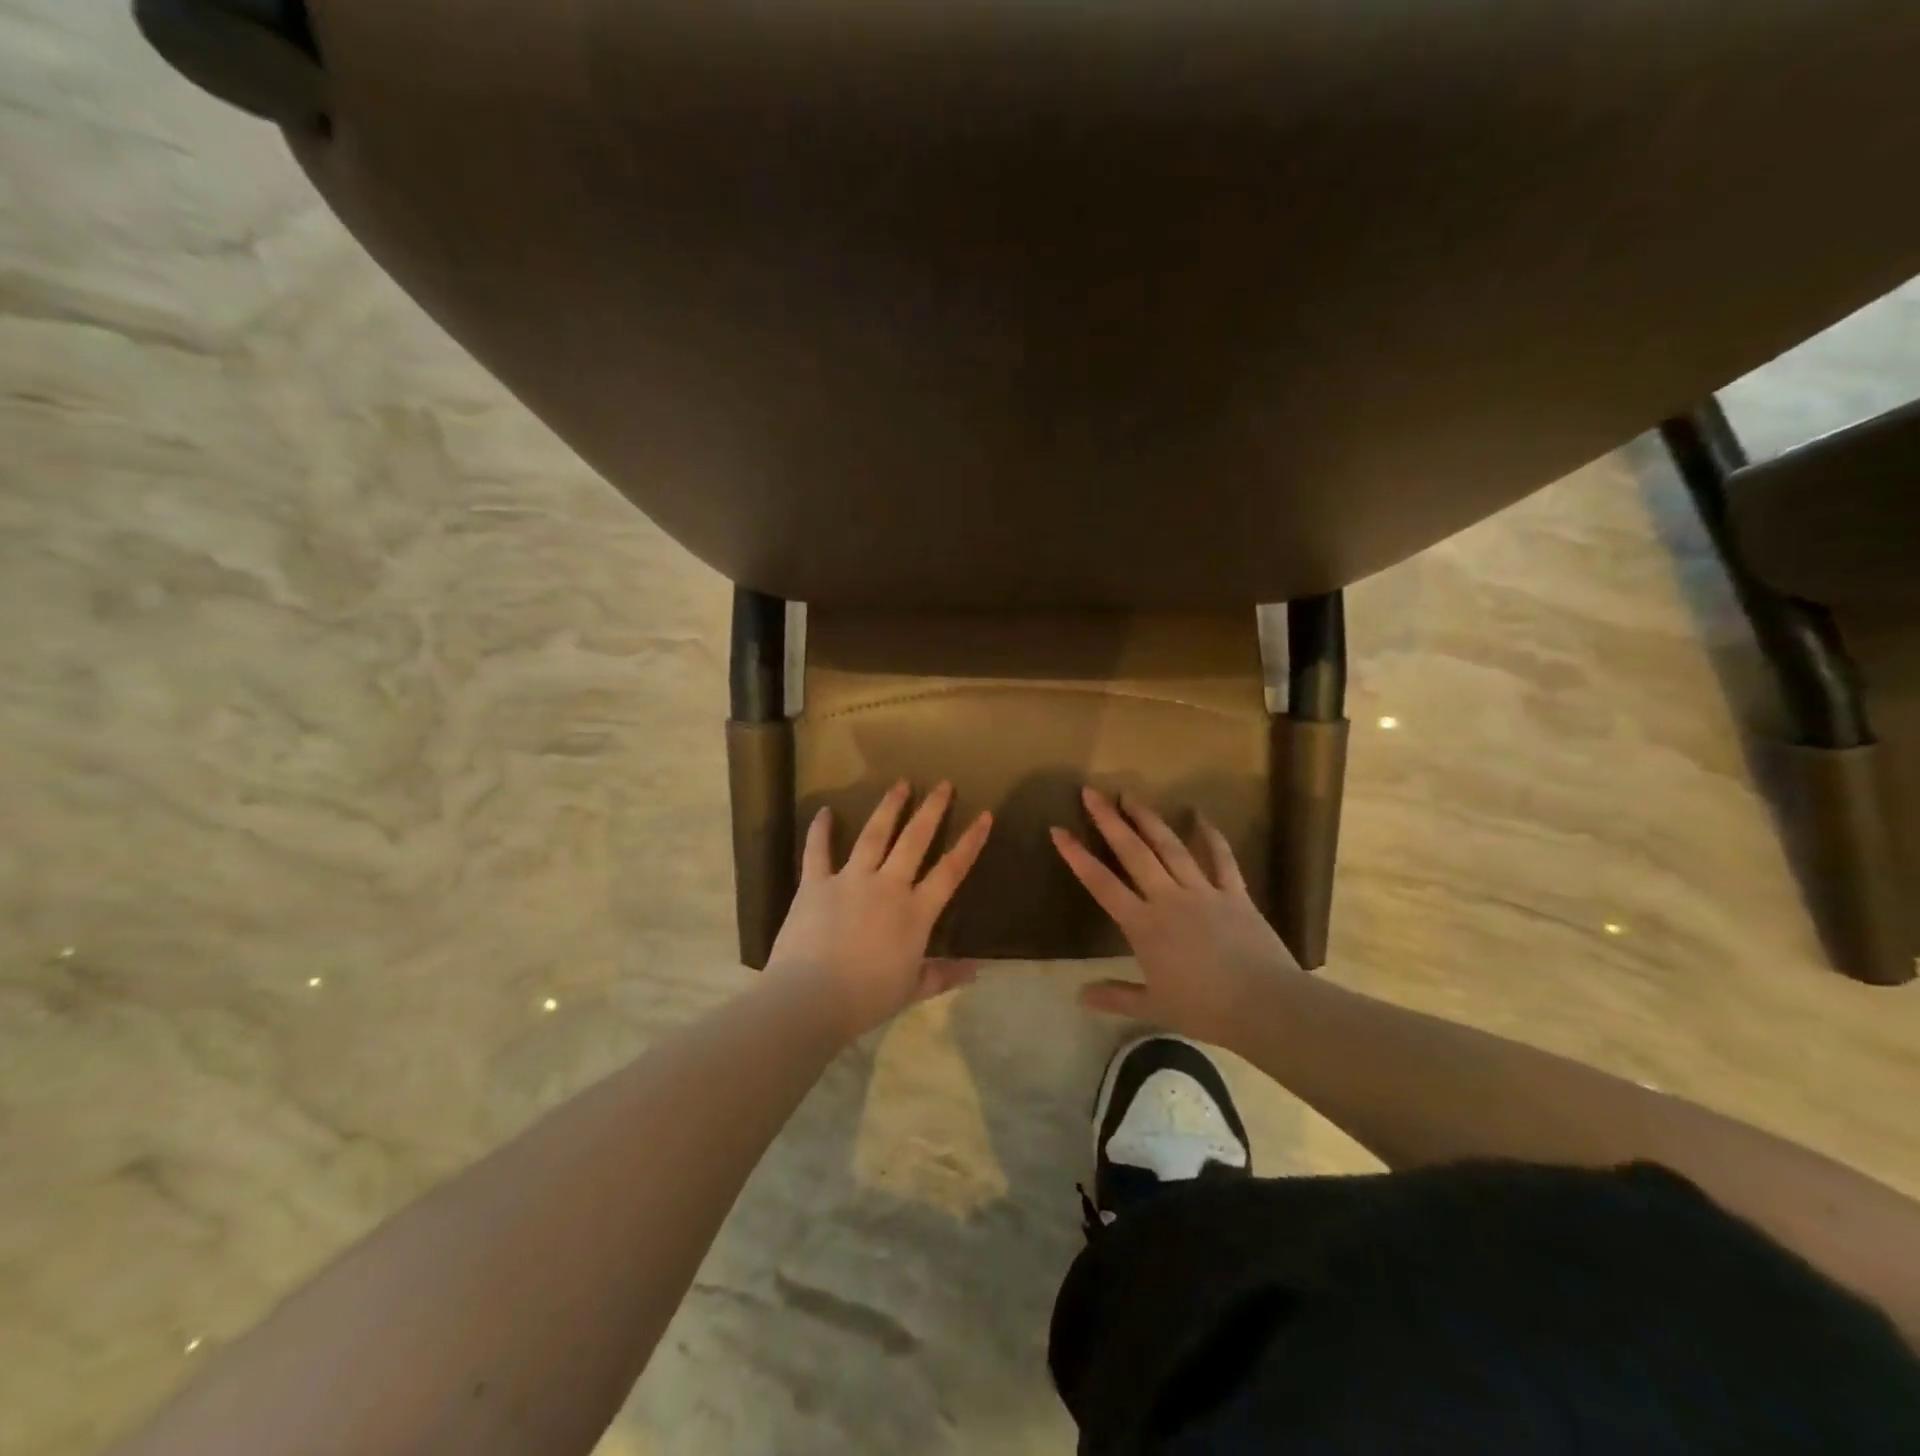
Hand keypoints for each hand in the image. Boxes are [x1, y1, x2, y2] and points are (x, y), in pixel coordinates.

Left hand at [768, 781, 993, 1040]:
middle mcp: (887, 886)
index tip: (984, 816)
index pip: (951, 871)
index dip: (970, 842)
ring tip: (900, 784)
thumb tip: (978, 970)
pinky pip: (818, 851)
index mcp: (915, 913)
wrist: (811, 998)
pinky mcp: (816, 884)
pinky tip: (825, 811)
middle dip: (931, 810)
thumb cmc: (866, 998)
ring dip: (889, 808)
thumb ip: (943, 975)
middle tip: (943, 784)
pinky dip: (820, 830)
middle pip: (915, 840)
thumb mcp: (911, 990)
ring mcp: (850, 880)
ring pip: (874, 835)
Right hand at [1051, 787, 1300, 1047]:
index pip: (1101, 884)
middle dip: (1109, 820)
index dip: (1077, 856)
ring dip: (1149, 819)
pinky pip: (1222, 858)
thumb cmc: (1205, 1010)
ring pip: (1171, 846)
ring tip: (1131, 795)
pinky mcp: (1235, 894)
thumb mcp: (1154, 1007)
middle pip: (1133, 852)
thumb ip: (1116, 997)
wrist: (1265, 1006)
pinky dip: (1212, 836)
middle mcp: (1168, 898)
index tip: (1058, 830)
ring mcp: (1203, 891)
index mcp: (1144, 925)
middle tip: (1092, 792)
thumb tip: (1079, 996)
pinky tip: (1201, 815)